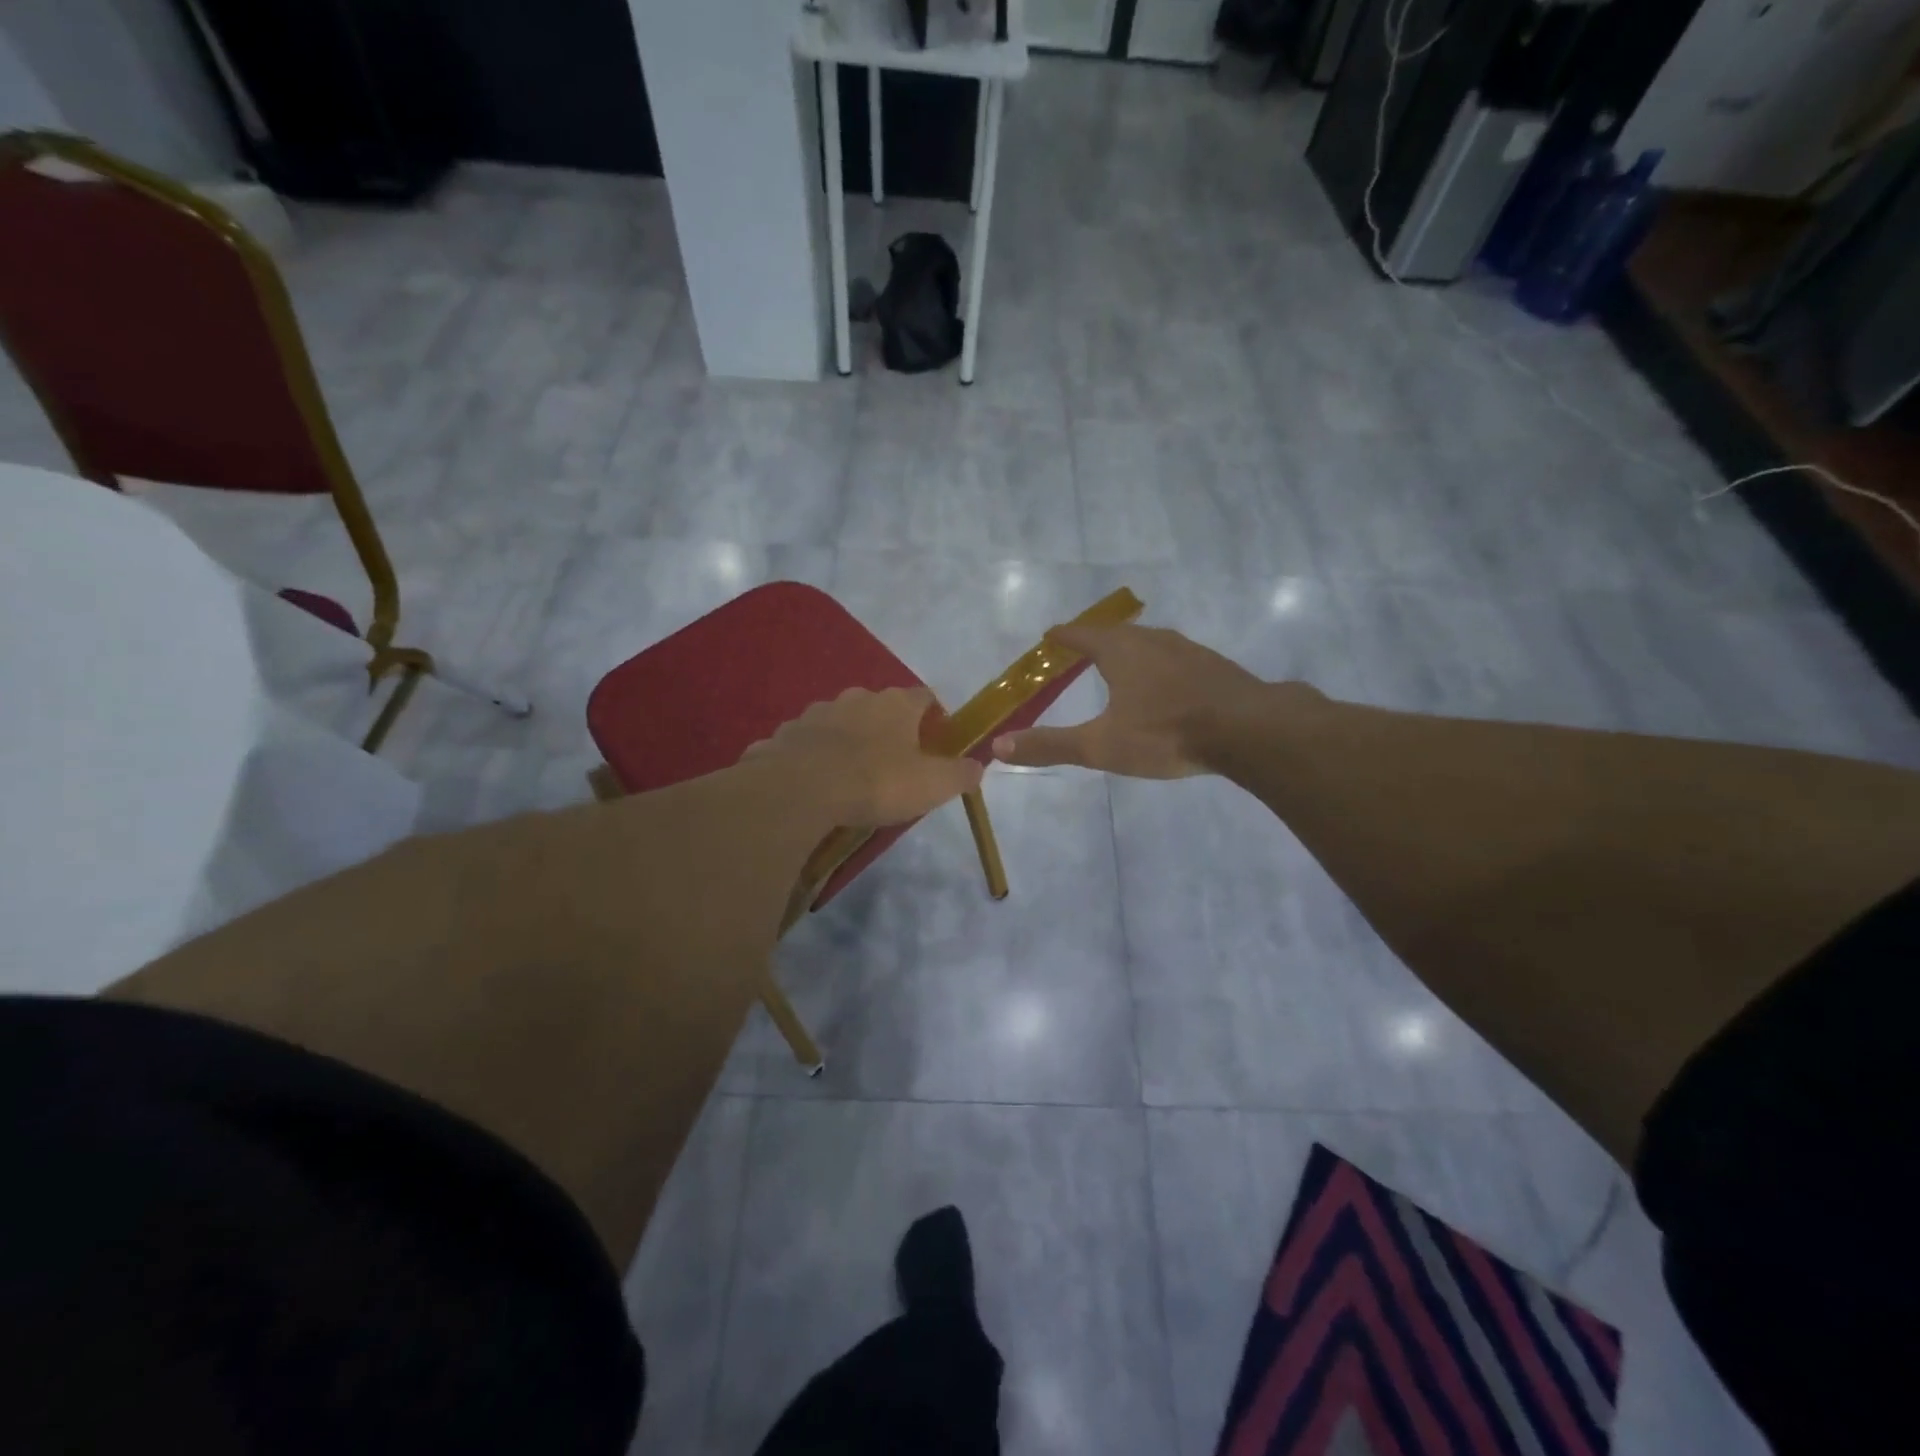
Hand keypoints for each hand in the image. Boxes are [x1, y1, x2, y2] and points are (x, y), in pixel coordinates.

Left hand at [747, 687, 983, 825]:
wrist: (801, 789)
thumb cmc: (876, 782)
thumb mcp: (932, 785)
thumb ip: (960, 774)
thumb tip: (978, 766)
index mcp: (896, 704)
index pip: (925, 697)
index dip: (934, 716)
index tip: (937, 741)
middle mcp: (858, 698)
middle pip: (881, 707)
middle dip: (889, 729)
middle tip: (895, 762)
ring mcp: (818, 712)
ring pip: (842, 721)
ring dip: (849, 740)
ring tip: (852, 774)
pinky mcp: (787, 733)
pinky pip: (808, 741)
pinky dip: (815, 755)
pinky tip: (816, 782)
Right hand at [990, 624, 1275, 777]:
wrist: (1248, 729)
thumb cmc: (1166, 732)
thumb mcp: (1101, 745)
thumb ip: (1051, 745)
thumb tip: (999, 745)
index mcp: (1121, 651)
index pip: (1081, 635)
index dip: (1063, 636)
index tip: (1050, 635)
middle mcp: (1153, 640)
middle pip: (1116, 634)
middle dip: (1096, 641)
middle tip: (1081, 650)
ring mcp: (1188, 650)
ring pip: (1150, 643)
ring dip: (1131, 651)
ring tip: (1121, 664)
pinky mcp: (1215, 667)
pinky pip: (1176, 658)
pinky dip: (1160, 666)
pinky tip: (1167, 685)